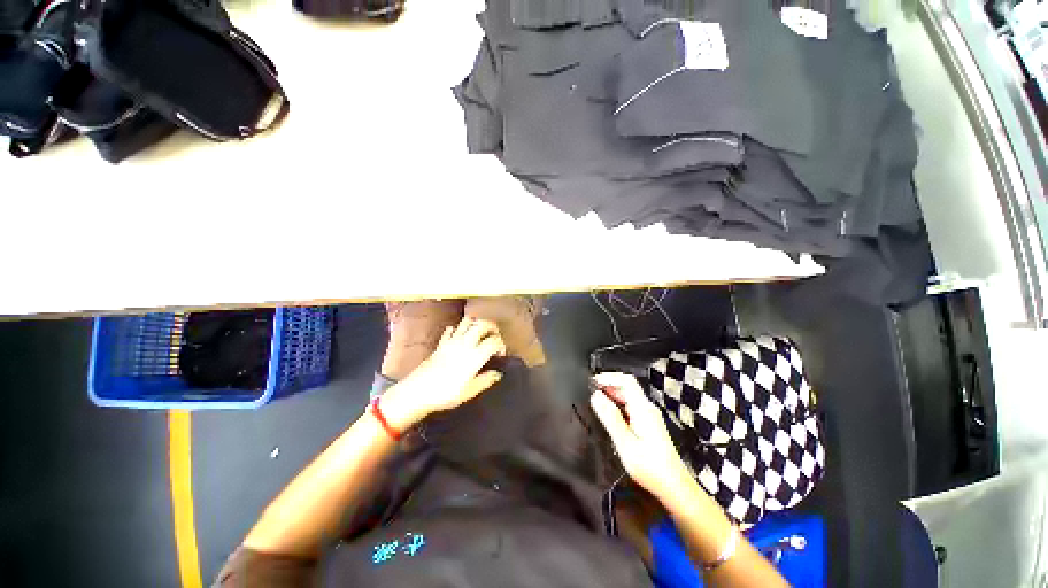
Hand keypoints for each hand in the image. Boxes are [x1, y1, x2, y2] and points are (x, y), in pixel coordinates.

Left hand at [381, 317, 506, 429]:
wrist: (417, 392)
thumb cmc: (446, 394)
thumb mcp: (469, 391)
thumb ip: (486, 380)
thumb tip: (497, 374)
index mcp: (475, 355)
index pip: (494, 341)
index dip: (501, 345)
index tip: (500, 354)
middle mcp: (465, 343)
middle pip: (483, 324)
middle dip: (492, 327)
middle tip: (495, 336)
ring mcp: (452, 341)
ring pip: (468, 321)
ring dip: (477, 323)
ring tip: (480, 333)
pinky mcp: (441, 343)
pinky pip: (451, 329)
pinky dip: (458, 329)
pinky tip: (460, 337)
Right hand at [590, 372, 695, 505]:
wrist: (674, 486)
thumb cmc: (650, 467)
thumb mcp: (625, 443)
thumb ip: (610, 417)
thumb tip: (596, 396)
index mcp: (642, 409)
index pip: (626, 380)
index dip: (608, 377)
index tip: (592, 381)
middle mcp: (647, 408)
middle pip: (627, 386)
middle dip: (608, 385)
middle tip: (590, 391)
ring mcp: (650, 416)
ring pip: (629, 396)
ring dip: (612, 394)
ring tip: (596, 401)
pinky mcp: (649, 424)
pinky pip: (631, 406)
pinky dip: (618, 404)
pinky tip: (609, 414)